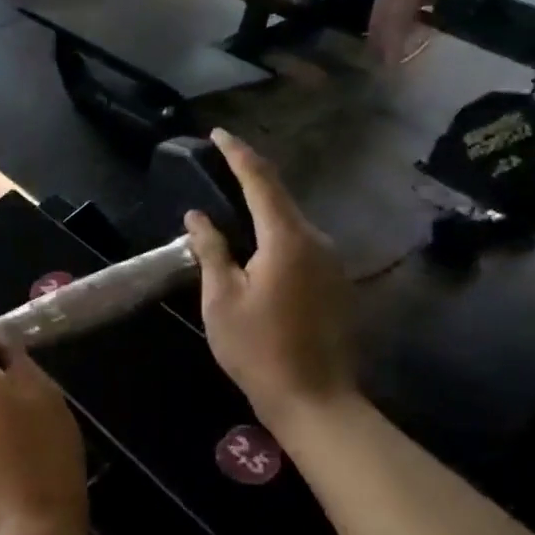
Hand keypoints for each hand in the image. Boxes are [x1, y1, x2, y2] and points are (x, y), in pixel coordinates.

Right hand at [184, 128, 357, 420]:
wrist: (315, 400)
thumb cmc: (258, 349)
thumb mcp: (221, 299)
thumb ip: (211, 250)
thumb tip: (198, 217)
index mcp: (287, 238)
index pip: (261, 180)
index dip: (237, 154)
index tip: (217, 134)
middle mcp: (317, 240)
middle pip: (281, 197)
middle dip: (250, 179)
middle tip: (220, 169)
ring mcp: (333, 262)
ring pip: (293, 222)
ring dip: (264, 211)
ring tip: (232, 211)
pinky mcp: (337, 283)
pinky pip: (303, 245)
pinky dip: (277, 236)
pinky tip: (258, 252)